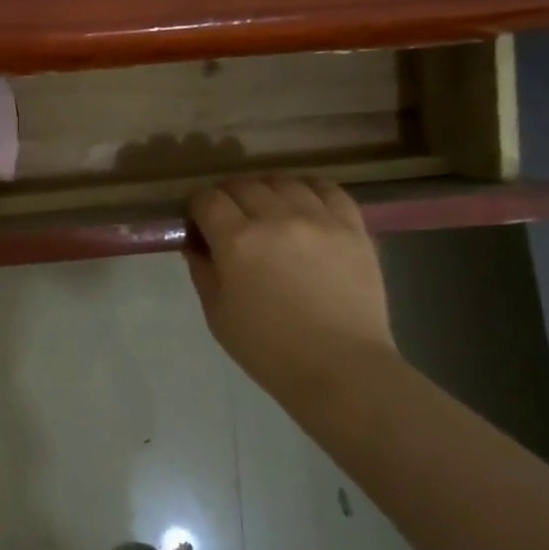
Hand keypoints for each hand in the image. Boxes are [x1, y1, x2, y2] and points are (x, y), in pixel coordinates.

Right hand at [186, 176, 397, 403]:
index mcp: (237, 241)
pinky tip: (304, 203)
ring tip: (268, 209)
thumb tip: (195, 242)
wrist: (340, 368)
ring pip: (284, 181)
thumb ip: (202, 269)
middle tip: (229, 219)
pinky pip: (328, 190)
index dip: (197, 207)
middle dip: (228, 197)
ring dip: (267, 190)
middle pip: (243, 184)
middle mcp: (277, 219)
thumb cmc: (268, 348)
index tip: (198, 222)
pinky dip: (309, 190)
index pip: (207, 200)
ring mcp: (319, 220)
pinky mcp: (353, 228)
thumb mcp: (217, 312)